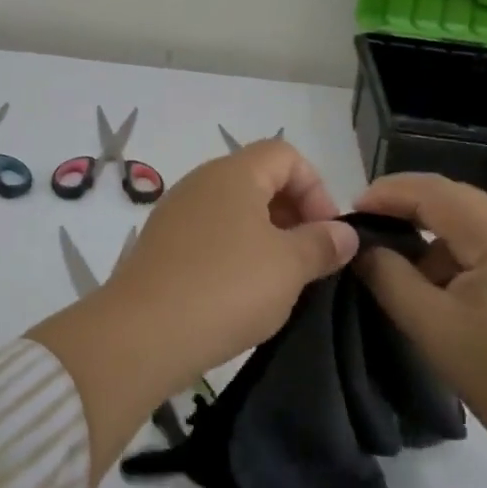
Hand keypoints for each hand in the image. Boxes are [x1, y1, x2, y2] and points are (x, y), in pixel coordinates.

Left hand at [109, 139, 359, 388]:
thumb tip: (344, 232)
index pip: (285, 154)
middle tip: (310, 260)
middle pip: (259, 178)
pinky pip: (210, 234)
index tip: (327, 234)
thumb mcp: (288, 267)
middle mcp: (201, 181)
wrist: (142, 333)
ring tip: (281, 281)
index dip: (315, 188)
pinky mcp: (162, 244)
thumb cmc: (226, 287)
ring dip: (266, 236)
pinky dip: (235, 252)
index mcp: (234, 173)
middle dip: (293, 213)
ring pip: (234, 209)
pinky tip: (242, 293)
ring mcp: (177, 212)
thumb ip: (321, 244)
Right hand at [351, 173, 486, 473]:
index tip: (350, 210)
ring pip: (476, 225)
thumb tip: (362, 248)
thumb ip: (389, 278)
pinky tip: (441, 288)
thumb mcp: (433, 328)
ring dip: (434, 235)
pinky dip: (459, 257)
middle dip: (408, 207)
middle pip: (458, 201)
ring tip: (399, 263)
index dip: (389, 193)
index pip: (436, 193)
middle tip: (367, 224)